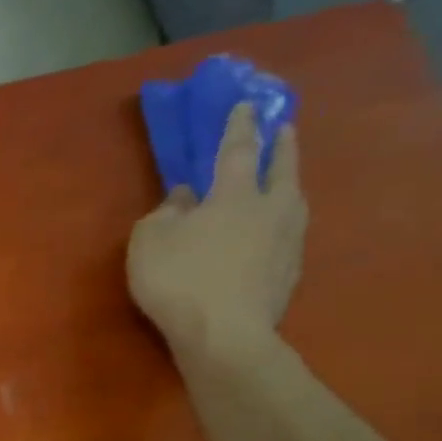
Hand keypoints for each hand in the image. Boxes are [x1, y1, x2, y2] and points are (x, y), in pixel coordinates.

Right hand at [127, 103, 306, 359]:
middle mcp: (270, 208)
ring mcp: (287, 241)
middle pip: (281, 167)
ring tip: (282, 181)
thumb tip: (184, 198)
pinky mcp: (290, 272)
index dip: (238, 126)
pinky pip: (286, 235)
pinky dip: (279, 224)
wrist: (224, 336)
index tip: (245, 104)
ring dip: (287, 184)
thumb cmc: (179, 280)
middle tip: (284, 129)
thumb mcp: (149, 242)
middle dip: (281, 145)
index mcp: (234, 194)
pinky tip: (270, 233)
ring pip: (292, 200)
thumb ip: (165, 213)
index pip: (237, 149)